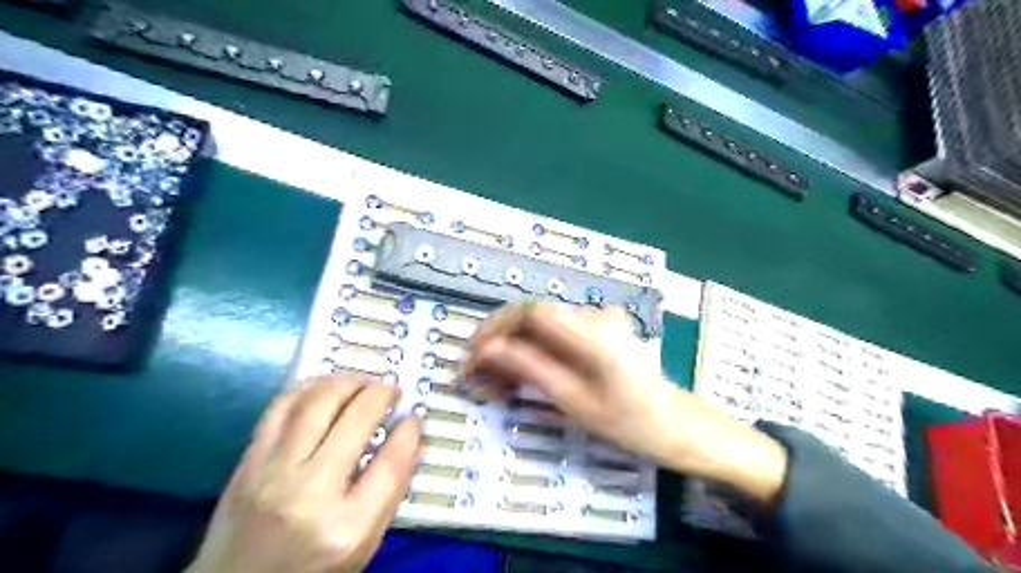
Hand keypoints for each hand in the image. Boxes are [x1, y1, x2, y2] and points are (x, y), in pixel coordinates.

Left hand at [187, 375, 418, 571]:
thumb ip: (390, 489)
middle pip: (354, 420)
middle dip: (380, 394)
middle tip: (391, 390)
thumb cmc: (313, 568)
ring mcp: (271, 474)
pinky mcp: (247, 462)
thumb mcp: (364, 542)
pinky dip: (309, 387)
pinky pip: (281, 407)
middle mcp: (308, 494)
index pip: (390, 464)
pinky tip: (326, 388)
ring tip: (362, 383)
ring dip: (346, 382)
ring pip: (315, 403)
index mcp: (347, 526)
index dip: (408, 433)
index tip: (414, 417)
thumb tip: (407, 433)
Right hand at [463, 303, 787, 503]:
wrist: (672, 423)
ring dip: (513, 350)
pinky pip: (555, 334)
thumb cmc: (627, 421)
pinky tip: (518, 375)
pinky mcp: (596, 329)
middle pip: (533, 316)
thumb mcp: (572, 399)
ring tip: (493, 381)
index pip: (531, 312)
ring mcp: (597, 320)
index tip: (472, 354)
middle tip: (476, 371)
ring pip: (540, 327)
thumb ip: (529, 367)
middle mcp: (594, 315)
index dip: (496, 328)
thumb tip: (486, 350)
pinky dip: (532, 352)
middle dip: (499, 341)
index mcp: (592, 331)